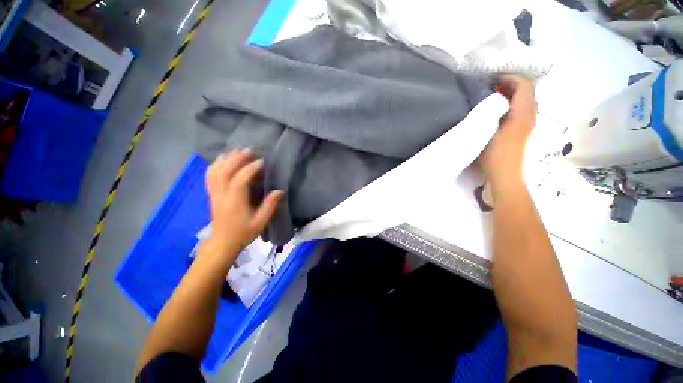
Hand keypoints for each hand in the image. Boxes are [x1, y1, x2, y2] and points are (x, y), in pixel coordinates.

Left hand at [204, 149, 282, 259]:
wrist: (223, 243)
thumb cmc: (243, 233)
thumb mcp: (260, 222)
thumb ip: (269, 205)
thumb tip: (279, 191)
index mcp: (235, 202)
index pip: (240, 180)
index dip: (250, 168)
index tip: (261, 161)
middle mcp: (221, 195)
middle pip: (224, 171)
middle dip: (236, 158)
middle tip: (248, 150)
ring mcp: (214, 194)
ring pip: (214, 171)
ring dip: (225, 159)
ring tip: (236, 151)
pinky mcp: (211, 194)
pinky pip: (209, 176)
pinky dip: (215, 165)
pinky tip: (223, 160)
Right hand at [479, 75, 536, 186]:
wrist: (507, 178)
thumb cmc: (497, 157)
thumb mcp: (490, 133)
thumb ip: (492, 114)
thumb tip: (492, 99)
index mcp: (523, 115)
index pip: (525, 86)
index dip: (511, 78)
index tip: (493, 79)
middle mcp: (530, 117)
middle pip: (527, 92)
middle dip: (511, 85)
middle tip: (491, 88)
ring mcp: (529, 126)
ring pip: (525, 102)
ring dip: (511, 96)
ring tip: (493, 99)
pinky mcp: (524, 133)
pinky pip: (522, 112)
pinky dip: (512, 106)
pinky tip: (498, 113)